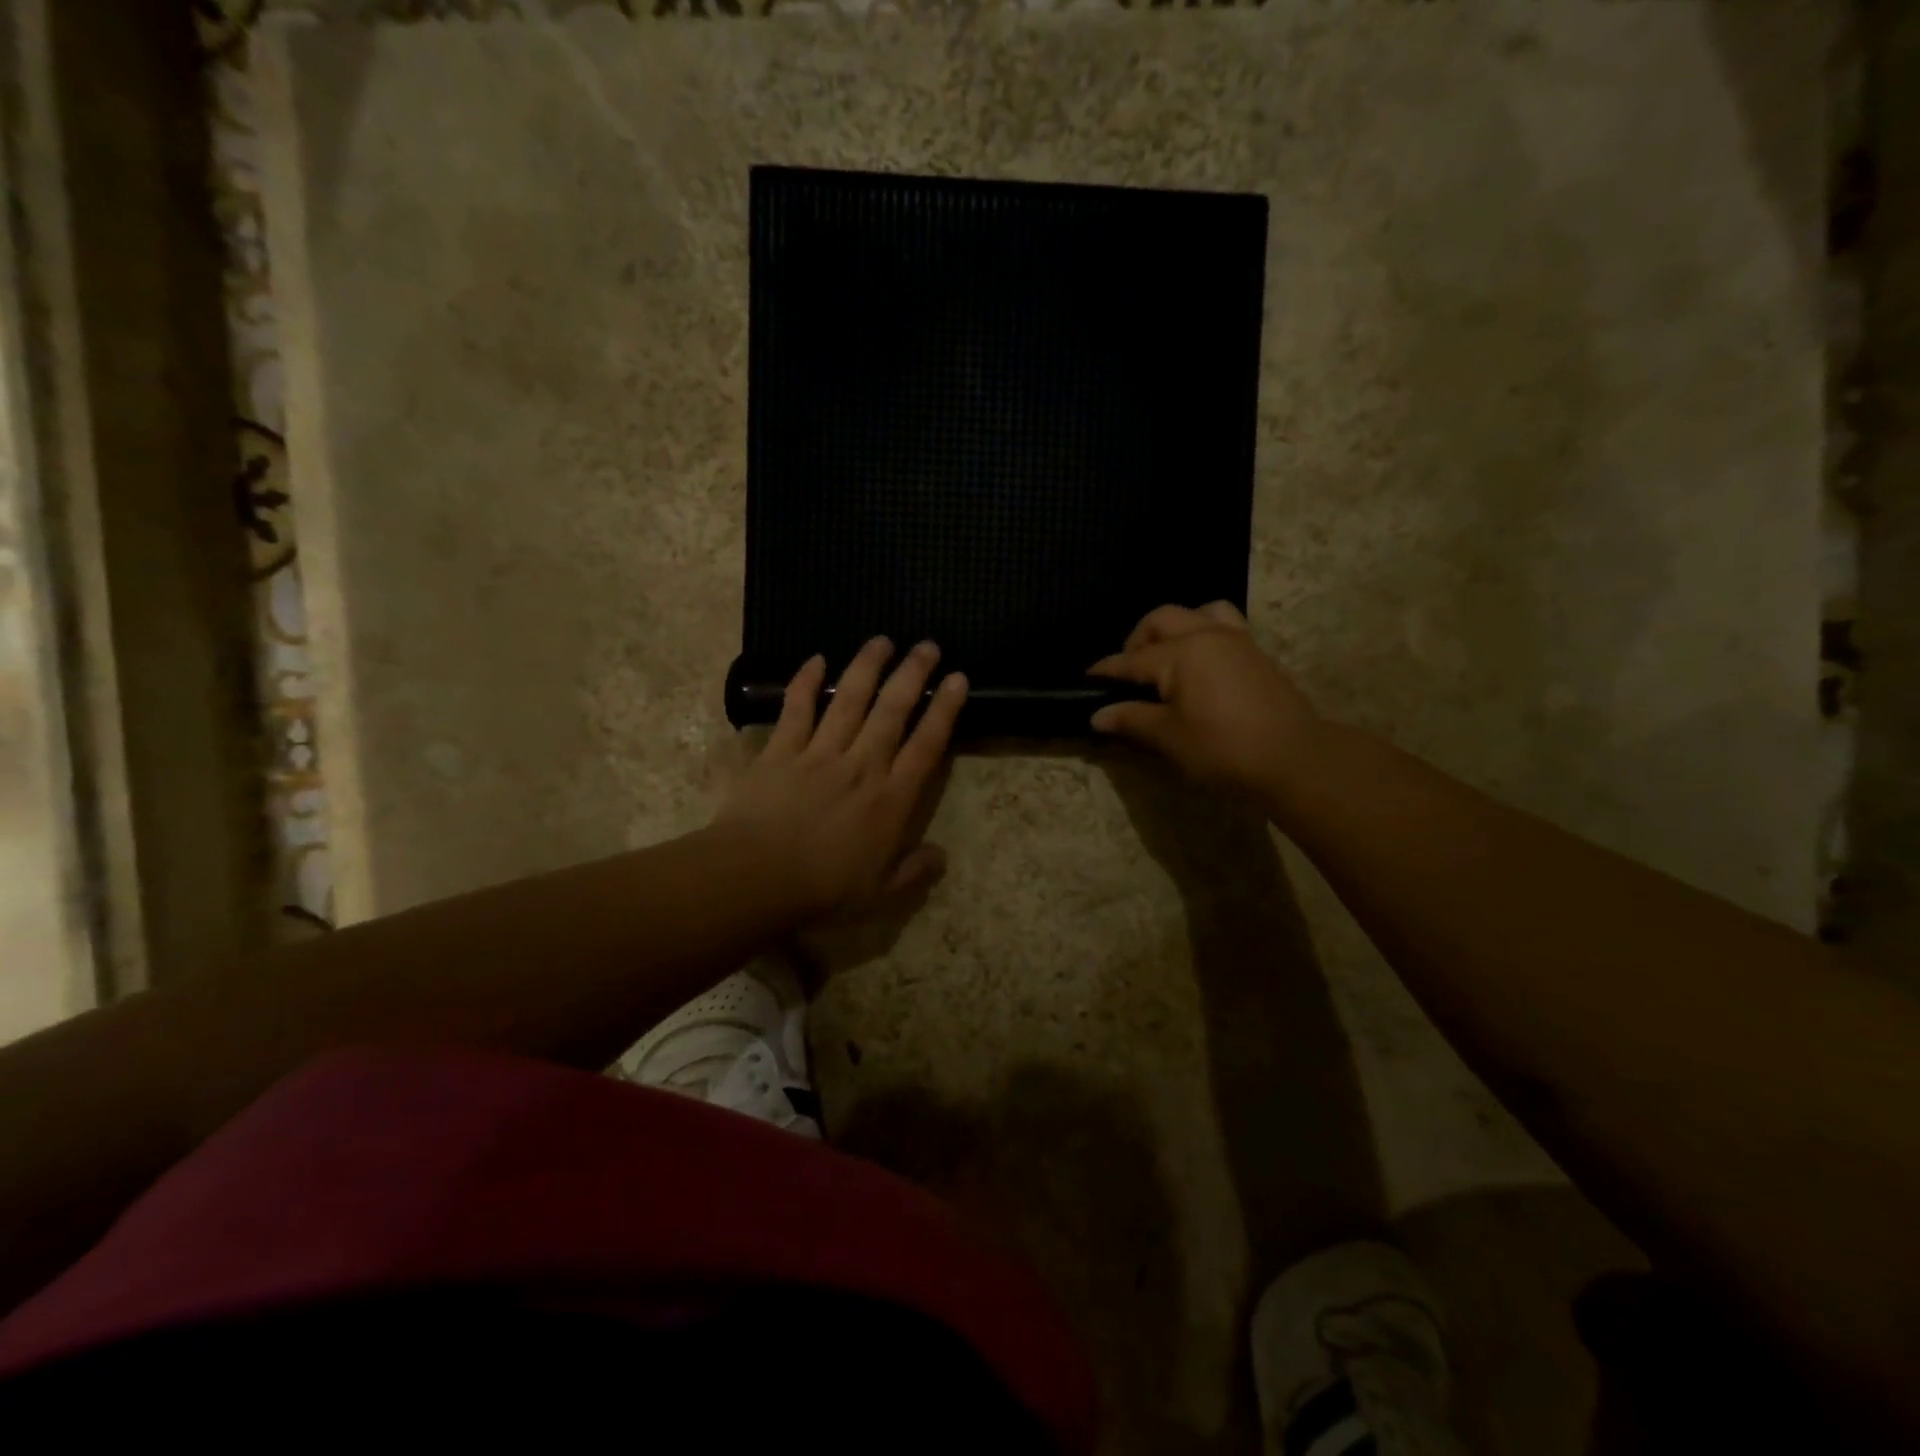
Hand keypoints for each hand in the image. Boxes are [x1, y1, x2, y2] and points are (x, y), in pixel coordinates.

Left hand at [716, 637, 967, 919]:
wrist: (756, 877)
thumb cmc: (822, 889)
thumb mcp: (880, 893)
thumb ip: (914, 871)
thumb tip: (941, 856)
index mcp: (890, 798)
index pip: (926, 745)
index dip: (945, 709)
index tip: (957, 679)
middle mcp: (861, 765)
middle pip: (892, 710)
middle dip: (913, 674)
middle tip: (927, 645)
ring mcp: (819, 753)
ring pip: (848, 699)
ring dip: (867, 666)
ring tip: (882, 640)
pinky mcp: (781, 751)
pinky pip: (796, 708)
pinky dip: (804, 681)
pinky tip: (816, 658)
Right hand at [1088, 602, 1319, 797]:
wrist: (1293, 758)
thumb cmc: (1222, 748)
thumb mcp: (1169, 736)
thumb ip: (1132, 719)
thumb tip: (1097, 715)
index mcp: (1180, 653)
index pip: (1131, 659)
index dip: (1106, 670)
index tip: (1087, 679)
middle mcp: (1206, 635)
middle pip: (1161, 620)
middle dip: (1137, 639)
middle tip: (1129, 671)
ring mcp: (1236, 640)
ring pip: (1199, 611)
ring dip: (1176, 627)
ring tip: (1168, 656)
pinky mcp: (1256, 653)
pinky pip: (1224, 624)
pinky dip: (1204, 632)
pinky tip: (1200, 664)